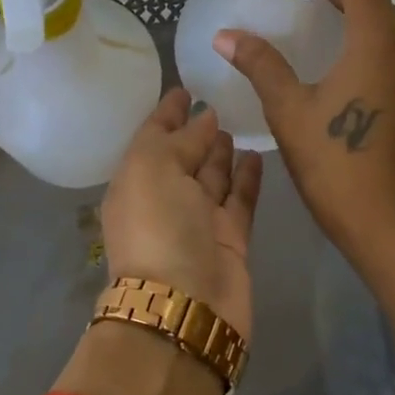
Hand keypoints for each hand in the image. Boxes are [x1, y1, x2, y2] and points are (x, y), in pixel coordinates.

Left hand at [98, 87, 263, 341]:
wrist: (185, 306)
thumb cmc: (159, 228)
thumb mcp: (153, 168)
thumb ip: (177, 139)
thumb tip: (203, 119)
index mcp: (135, 183)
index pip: (151, 138)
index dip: (166, 113)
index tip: (185, 88)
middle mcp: (164, 200)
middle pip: (183, 157)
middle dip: (196, 132)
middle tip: (220, 102)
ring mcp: (198, 222)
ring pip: (212, 178)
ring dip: (222, 153)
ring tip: (239, 123)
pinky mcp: (231, 240)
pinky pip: (240, 199)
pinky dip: (247, 178)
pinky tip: (258, 153)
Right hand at [215, 0, 394, 272]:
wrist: (391, 228)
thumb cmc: (336, 167)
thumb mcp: (290, 112)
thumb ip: (261, 64)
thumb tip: (226, 35)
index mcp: (380, 40)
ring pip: (389, 26)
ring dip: (355, 18)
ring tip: (316, 29)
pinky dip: (372, 47)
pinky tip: (344, 70)